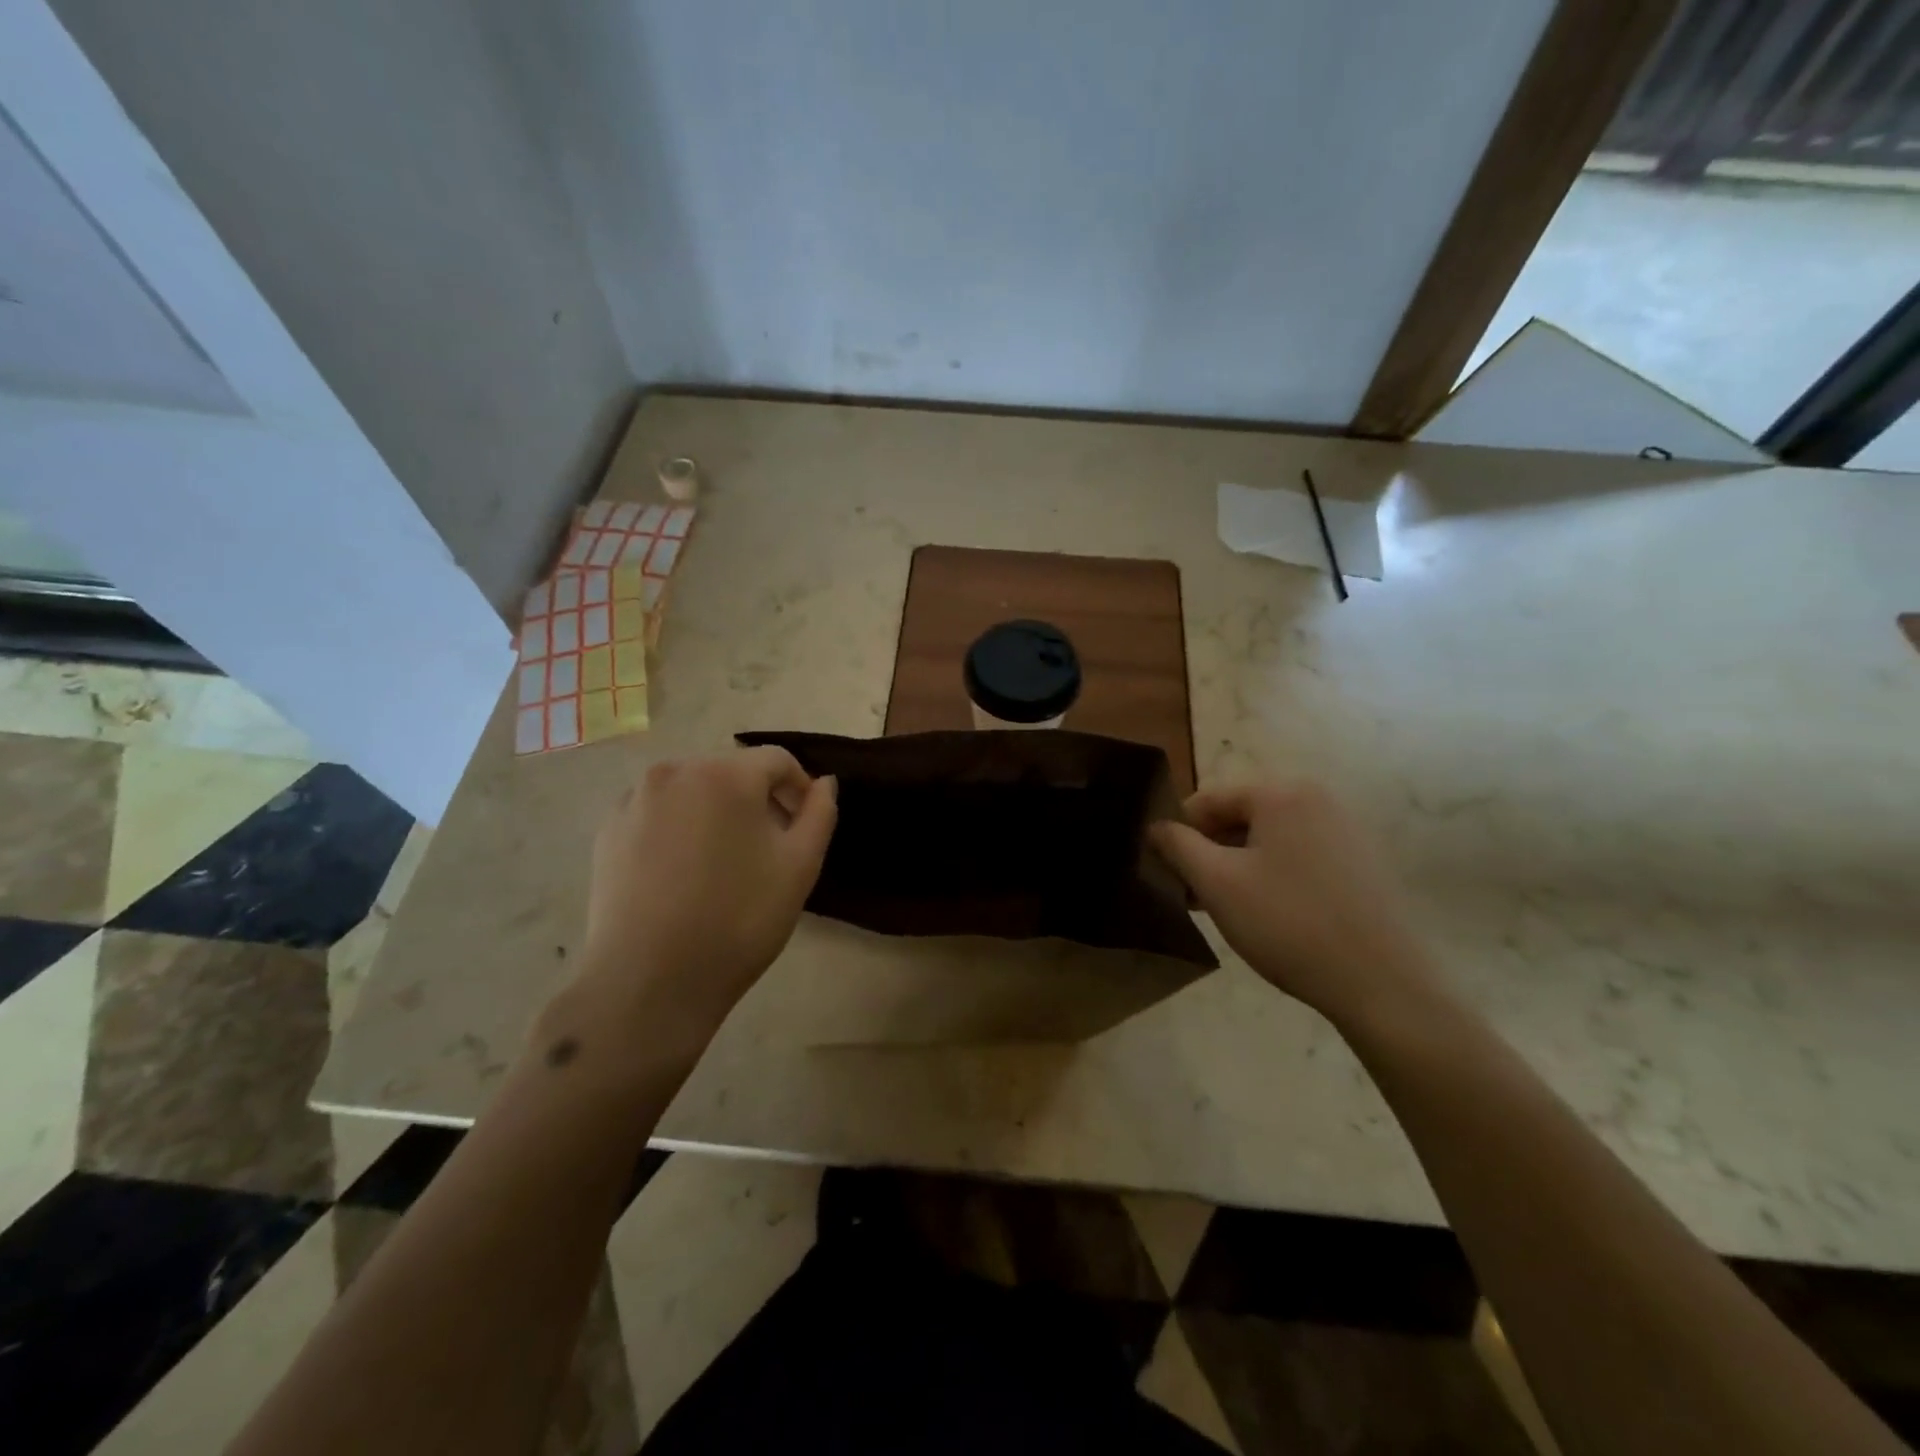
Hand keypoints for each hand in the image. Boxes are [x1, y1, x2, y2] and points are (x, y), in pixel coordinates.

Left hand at [577, 747, 837, 1040]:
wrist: (648, 981)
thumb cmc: (738, 919)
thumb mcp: (800, 866)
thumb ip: (820, 813)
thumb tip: (825, 783)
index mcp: (725, 774)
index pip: (777, 760)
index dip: (800, 788)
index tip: (804, 826)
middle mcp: (675, 771)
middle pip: (732, 771)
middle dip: (758, 799)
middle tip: (769, 847)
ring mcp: (634, 799)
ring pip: (693, 790)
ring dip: (718, 811)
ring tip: (724, 862)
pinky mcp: (607, 830)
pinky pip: (658, 812)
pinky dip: (679, 827)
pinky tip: (683, 872)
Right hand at [1150, 780, 1441, 1024]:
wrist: (1382, 983)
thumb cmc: (1288, 923)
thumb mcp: (1218, 883)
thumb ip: (1178, 846)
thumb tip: (1156, 827)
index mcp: (1282, 793)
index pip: (1209, 800)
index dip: (1178, 832)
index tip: (1163, 869)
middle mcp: (1318, 799)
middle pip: (1241, 815)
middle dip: (1210, 850)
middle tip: (1191, 893)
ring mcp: (1347, 830)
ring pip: (1270, 838)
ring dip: (1238, 865)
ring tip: (1223, 906)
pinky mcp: (1363, 862)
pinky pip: (1300, 855)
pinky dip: (1273, 874)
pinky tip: (1266, 912)